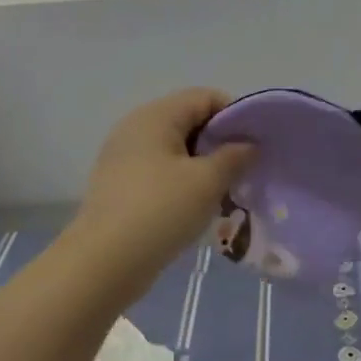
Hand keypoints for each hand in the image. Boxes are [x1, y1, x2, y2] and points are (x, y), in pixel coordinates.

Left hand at [71, 89, 255, 288]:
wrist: (104, 262)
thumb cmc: (160, 211)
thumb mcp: (207, 181)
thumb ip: (234, 156)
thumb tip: (248, 145)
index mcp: (155, 116)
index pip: (204, 97)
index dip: (235, 115)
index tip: (256, 144)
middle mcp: (136, 128)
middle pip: (189, 121)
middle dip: (220, 142)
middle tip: (245, 170)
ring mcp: (124, 158)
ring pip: (176, 150)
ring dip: (203, 166)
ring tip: (226, 191)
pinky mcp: (120, 186)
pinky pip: (161, 172)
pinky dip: (183, 182)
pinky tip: (198, 207)